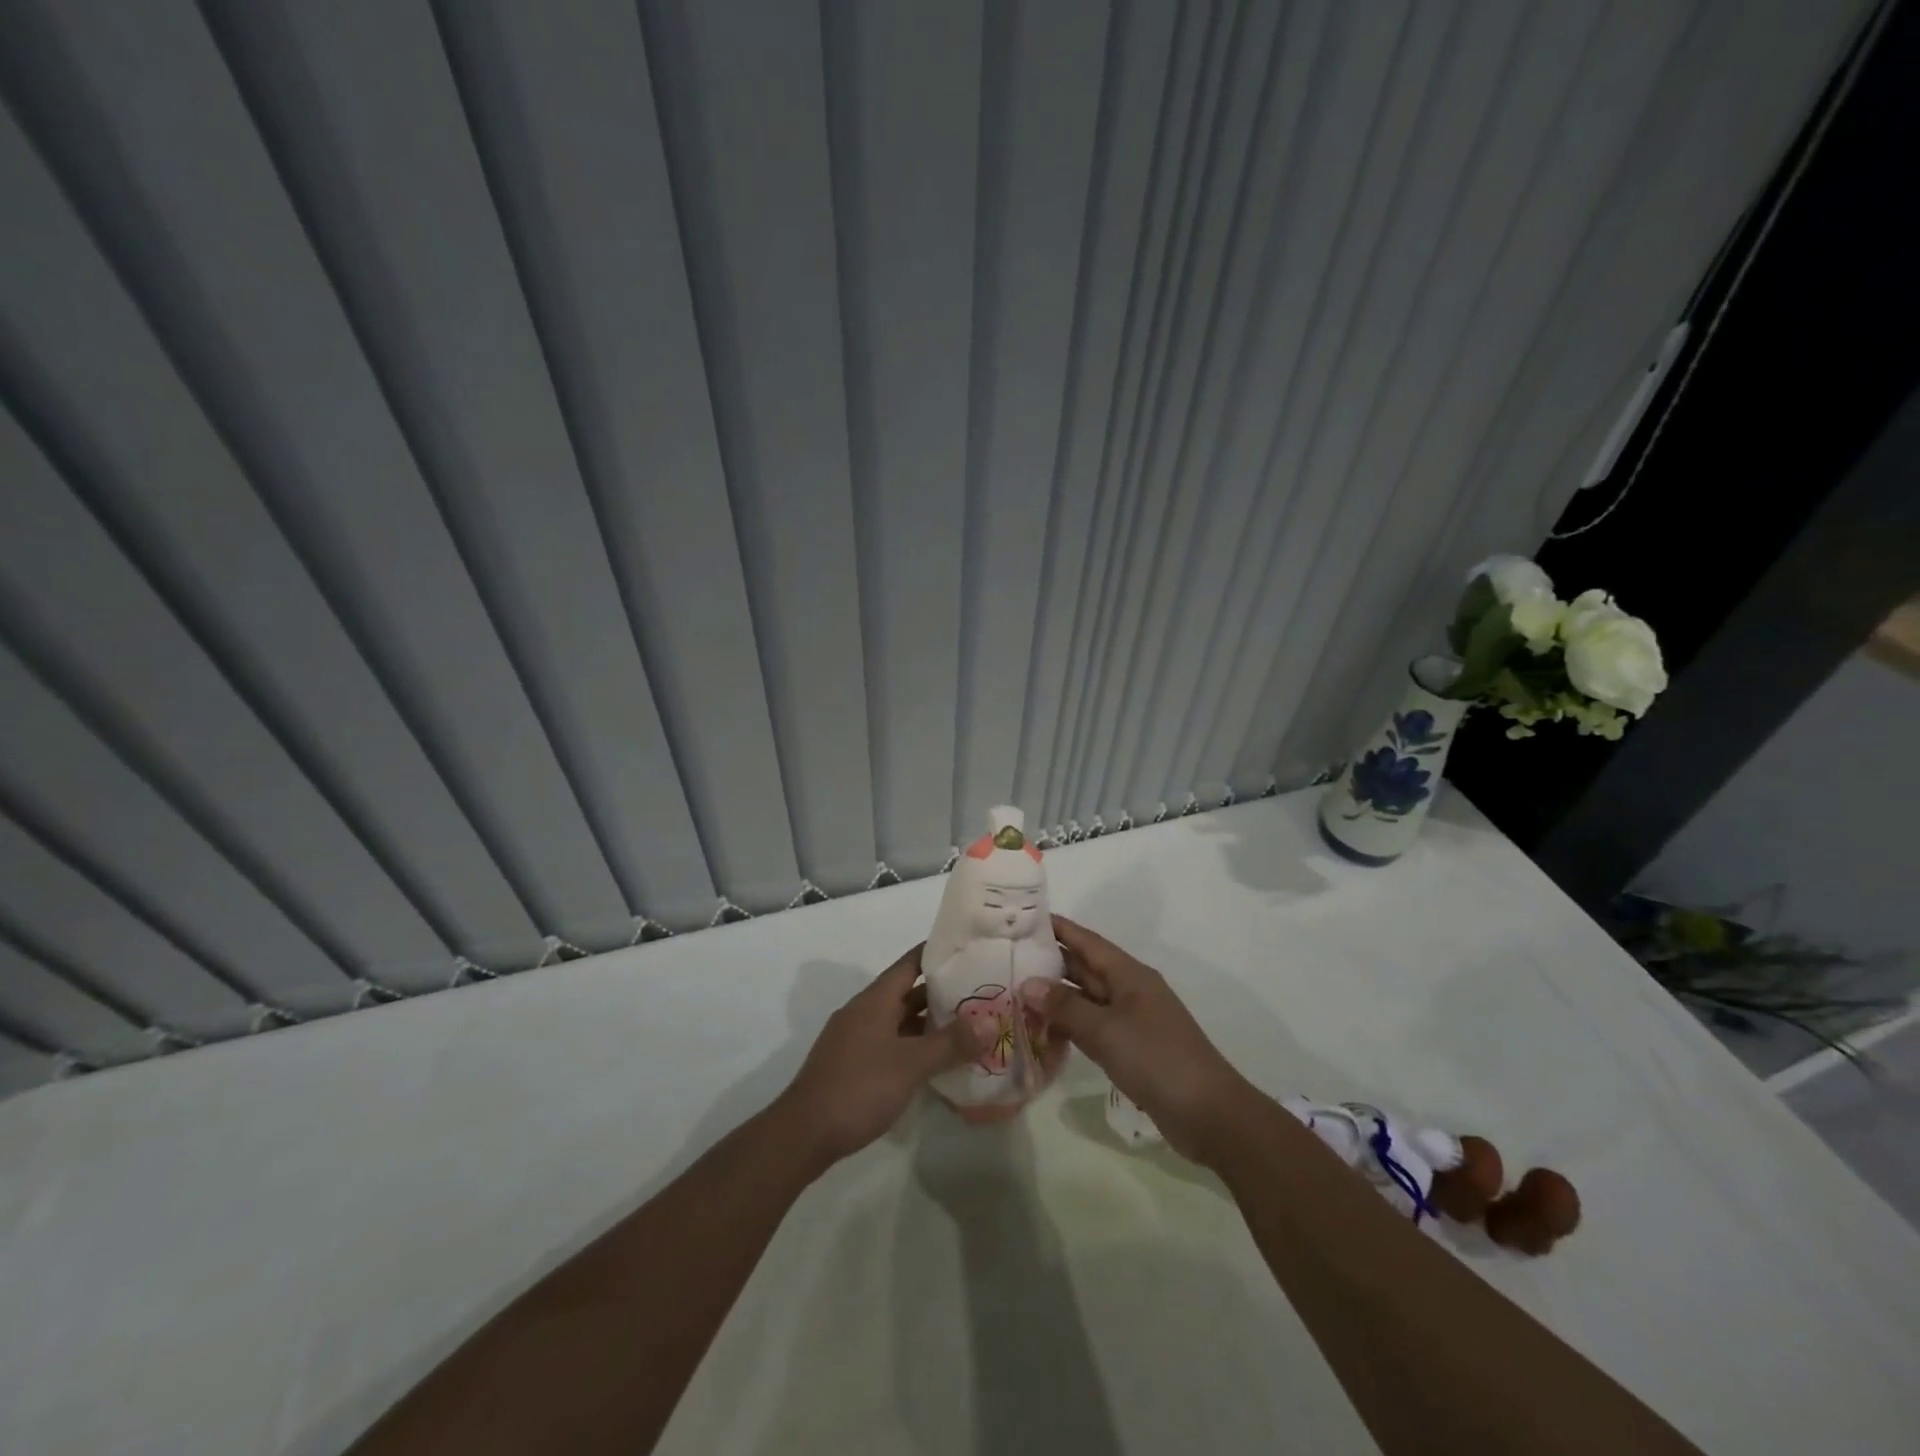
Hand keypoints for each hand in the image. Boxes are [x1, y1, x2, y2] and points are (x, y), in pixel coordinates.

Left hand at [776, 944, 990, 1167]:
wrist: (803, 1134)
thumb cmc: (859, 1088)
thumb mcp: (911, 1065)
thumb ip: (950, 1043)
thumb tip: (989, 1022)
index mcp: (874, 1001)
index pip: (910, 964)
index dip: (936, 954)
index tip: (968, 950)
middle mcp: (863, 1012)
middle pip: (906, 993)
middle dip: (940, 993)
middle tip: (979, 994)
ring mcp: (854, 1039)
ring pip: (899, 1021)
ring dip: (928, 1024)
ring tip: (966, 1028)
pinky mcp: (852, 1065)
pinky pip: (890, 1044)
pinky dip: (913, 1046)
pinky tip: (935, 1062)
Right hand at [1022, 916, 1252, 1165]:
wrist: (1209, 1114)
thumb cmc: (1157, 1059)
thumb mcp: (1106, 1030)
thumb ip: (1065, 1006)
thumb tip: (1027, 983)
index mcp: (1129, 974)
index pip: (1086, 941)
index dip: (1056, 928)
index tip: (1022, 919)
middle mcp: (1129, 990)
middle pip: (1084, 968)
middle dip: (1048, 963)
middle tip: (1007, 958)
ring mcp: (1130, 1020)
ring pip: (1085, 999)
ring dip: (1055, 997)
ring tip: (1014, 994)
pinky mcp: (1130, 1048)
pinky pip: (1091, 1027)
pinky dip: (1068, 1027)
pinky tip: (1042, 1033)